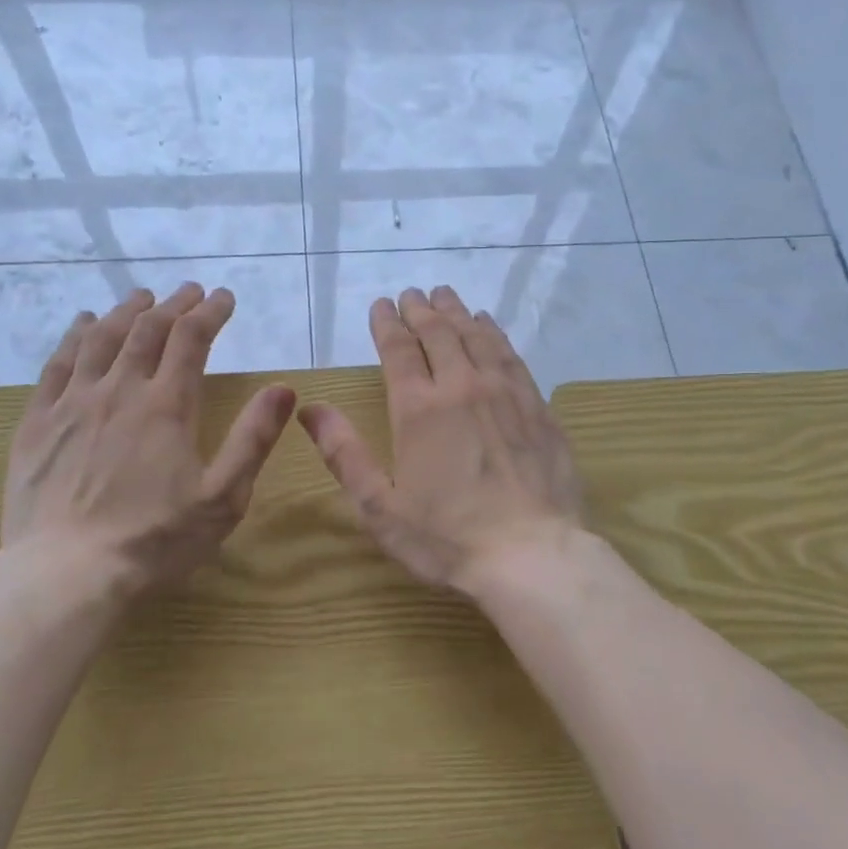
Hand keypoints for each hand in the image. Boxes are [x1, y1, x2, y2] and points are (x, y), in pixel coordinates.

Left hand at [0, 283, 296, 598]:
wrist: (67, 574)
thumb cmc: (155, 539)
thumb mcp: (223, 497)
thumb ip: (253, 439)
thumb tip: (284, 388)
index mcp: (166, 406)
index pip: (191, 339)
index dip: (210, 312)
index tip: (224, 297)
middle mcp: (119, 391)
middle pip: (147, 330)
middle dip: (173, 304)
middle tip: (189, 291)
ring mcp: (72, 403)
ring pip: (100, 338)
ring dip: (126, 311)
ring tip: (142, 297)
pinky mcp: (37, 422)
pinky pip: (56, 365)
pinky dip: (75, 337)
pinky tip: (83, 325)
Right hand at [298, 285, 583, 595]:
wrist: (532, 554)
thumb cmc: (448, 537)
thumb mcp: (380, 506)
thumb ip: (345, 454)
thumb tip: (310, 410)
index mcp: (419, 409)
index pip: (399, 350)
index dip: (387, 324)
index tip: (381, 305)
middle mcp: (462, 387)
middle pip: (439, 334)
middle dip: (421, 310)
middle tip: (412, 294)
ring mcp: (505, 393)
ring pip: (477, 337)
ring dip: (457, 313)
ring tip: (446, 296)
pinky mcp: (537, 407)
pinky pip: (511, 356)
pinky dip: (495, 334)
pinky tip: (490, 327)